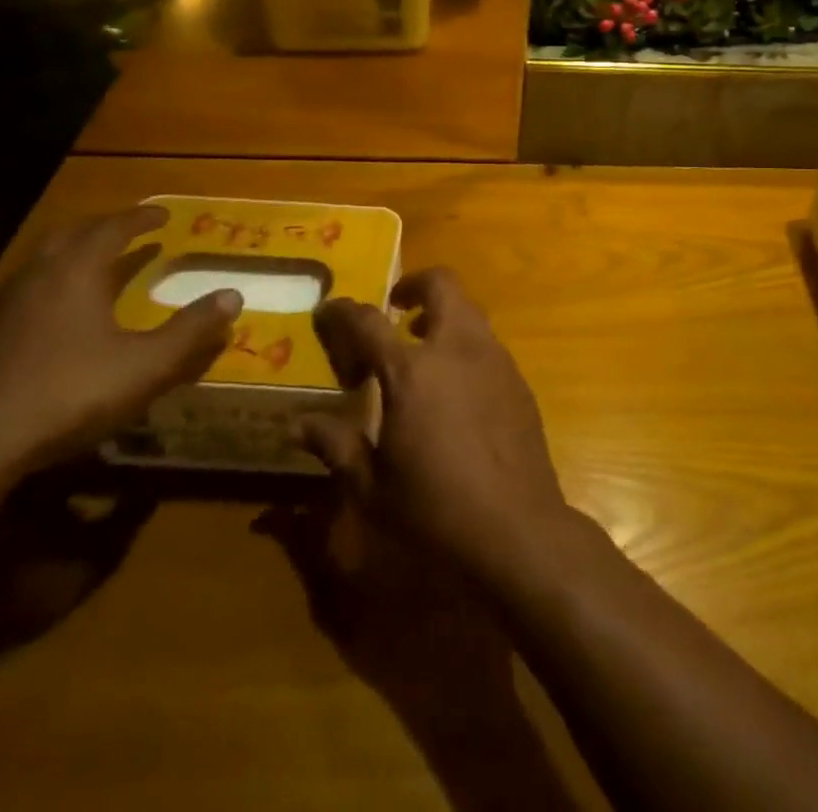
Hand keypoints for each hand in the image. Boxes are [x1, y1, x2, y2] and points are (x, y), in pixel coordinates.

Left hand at [0, 206, 242, 477]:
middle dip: (104, 228)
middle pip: (72, 235)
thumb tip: (233, 296)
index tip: (163, 215)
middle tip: (128, 230)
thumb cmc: (68, 392)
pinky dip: (53, 284)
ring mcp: (5, 305)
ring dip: (74, 253)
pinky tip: (60, 313)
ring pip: (43, 261)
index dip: (140, 219)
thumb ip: (190, 330)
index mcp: (77, 271)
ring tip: (97, 264)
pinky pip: (27, 289)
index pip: (113, 229)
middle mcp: (39, 276)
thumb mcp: (144, 365)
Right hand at [299, 269, 572, 587]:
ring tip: (422, 348)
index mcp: (412, 372)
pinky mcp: (518, 380)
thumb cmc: (435, 513)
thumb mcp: (372, 488)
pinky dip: (465, 344)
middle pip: (441, 285)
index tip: (328, 309)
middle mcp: (457, 350)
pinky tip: (456, 387)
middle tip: (395, 307)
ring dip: (443, 313)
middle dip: (414, 285)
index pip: (368, 322)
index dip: (343, 311)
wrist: (519, 532)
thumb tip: (297, 425)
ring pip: (469, 310)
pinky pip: (487, 342)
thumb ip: (335, 445)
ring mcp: (495, 360)